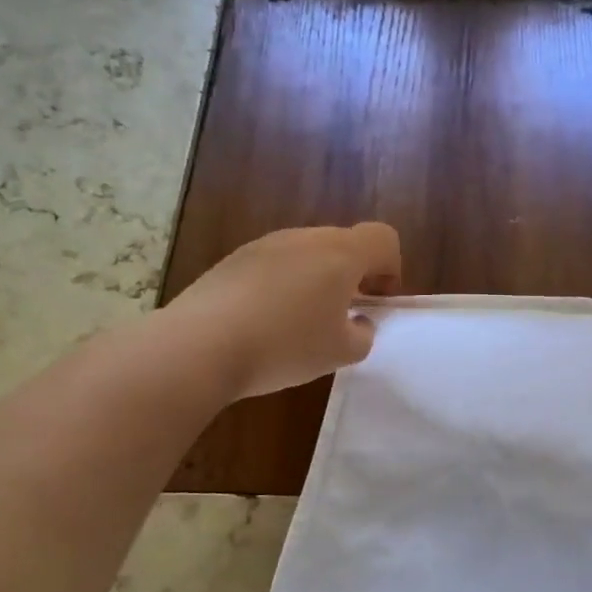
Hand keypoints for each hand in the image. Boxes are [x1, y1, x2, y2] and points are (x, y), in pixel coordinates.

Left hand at [164, 223, 401, 399]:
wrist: (201, 345)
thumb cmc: (286, 346)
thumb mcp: (341, 353)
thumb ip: (363, 334)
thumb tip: (358, 322)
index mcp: (340, 254)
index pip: (383, 238)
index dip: (391, 268)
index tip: (376, 302)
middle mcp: (305, 238)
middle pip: (344, 244)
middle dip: (353, 275)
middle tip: (342, 317)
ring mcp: (265, 244)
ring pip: (307, 253)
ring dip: (316, 280)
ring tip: (300, 323)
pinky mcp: (233, 259)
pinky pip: (274, 265)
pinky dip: (282, 286)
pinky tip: (265, 323)